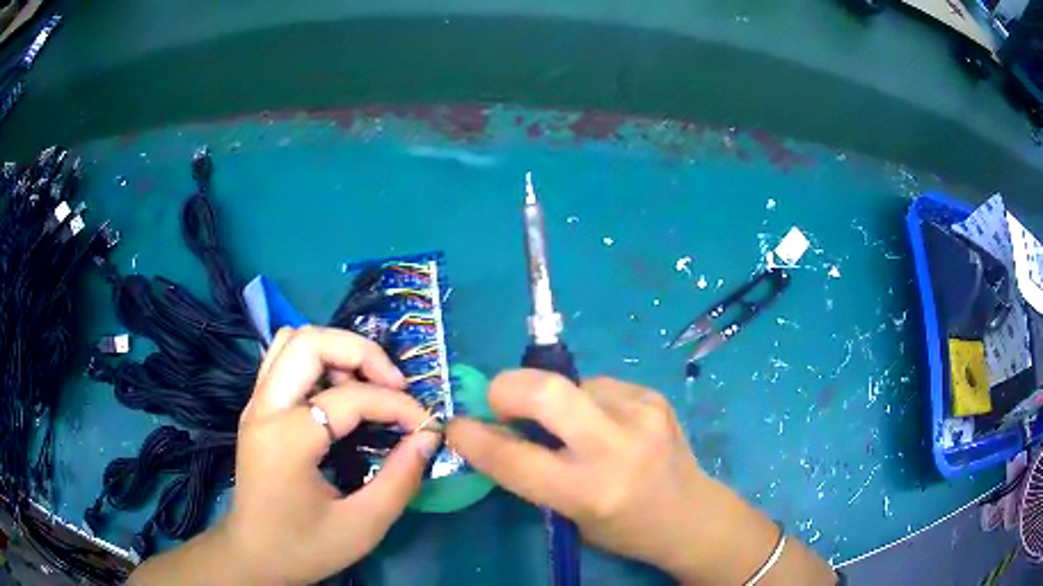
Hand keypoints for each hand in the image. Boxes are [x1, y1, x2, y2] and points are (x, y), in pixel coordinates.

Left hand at [219, 326, 439, 583]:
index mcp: (287, 439)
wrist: (254, 556)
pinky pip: (283, 358)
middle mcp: (265, 408)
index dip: (397, 405)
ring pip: (292, 340)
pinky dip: (316, 360)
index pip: (350, 398)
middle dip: (361, 353)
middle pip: (310, 341)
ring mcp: (256, 403)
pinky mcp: (256, 408)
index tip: (425, 426)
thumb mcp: (363, 526)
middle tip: (393, 385)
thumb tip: (428, 437)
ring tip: (365, 385)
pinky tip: (337, 392)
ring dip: (336, 351)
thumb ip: (400, 480)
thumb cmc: (305, 547)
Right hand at [446, 372, 709, 571]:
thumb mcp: (569, 515)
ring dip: (554, 400)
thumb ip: (531, 471)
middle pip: (544, 390)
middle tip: (500, 404)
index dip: (473, 437)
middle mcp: (616, 447)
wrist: (691, 515)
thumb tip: (491, 430)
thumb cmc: (624, 528)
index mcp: (588, 492)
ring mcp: (640, 414)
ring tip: (569, 426)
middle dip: (506, 388)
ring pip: (570, 383)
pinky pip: (598, 385)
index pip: (513, 457)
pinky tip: (603, 423)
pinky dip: (586, 400)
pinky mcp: (654, 396)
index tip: (456, 425)